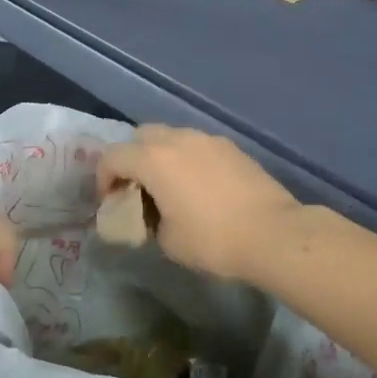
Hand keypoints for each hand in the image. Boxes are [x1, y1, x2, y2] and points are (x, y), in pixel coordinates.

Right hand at [97, 126, 300, 280]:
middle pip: (141, 137)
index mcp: (153, 159)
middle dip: (132, 160)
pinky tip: (198, 187)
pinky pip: (197, 146)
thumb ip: (148, 220)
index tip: (112, 203)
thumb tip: (151, 215)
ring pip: (171, 137)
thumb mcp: (167, 240)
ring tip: (169, 188)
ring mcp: (207, 139)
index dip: (103, 180)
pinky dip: (187, 160)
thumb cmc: (212, 239)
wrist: (272, 233)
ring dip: (161, 157)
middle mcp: (178, 139)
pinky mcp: (231, 147)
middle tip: (137, 189)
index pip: (112, 157)